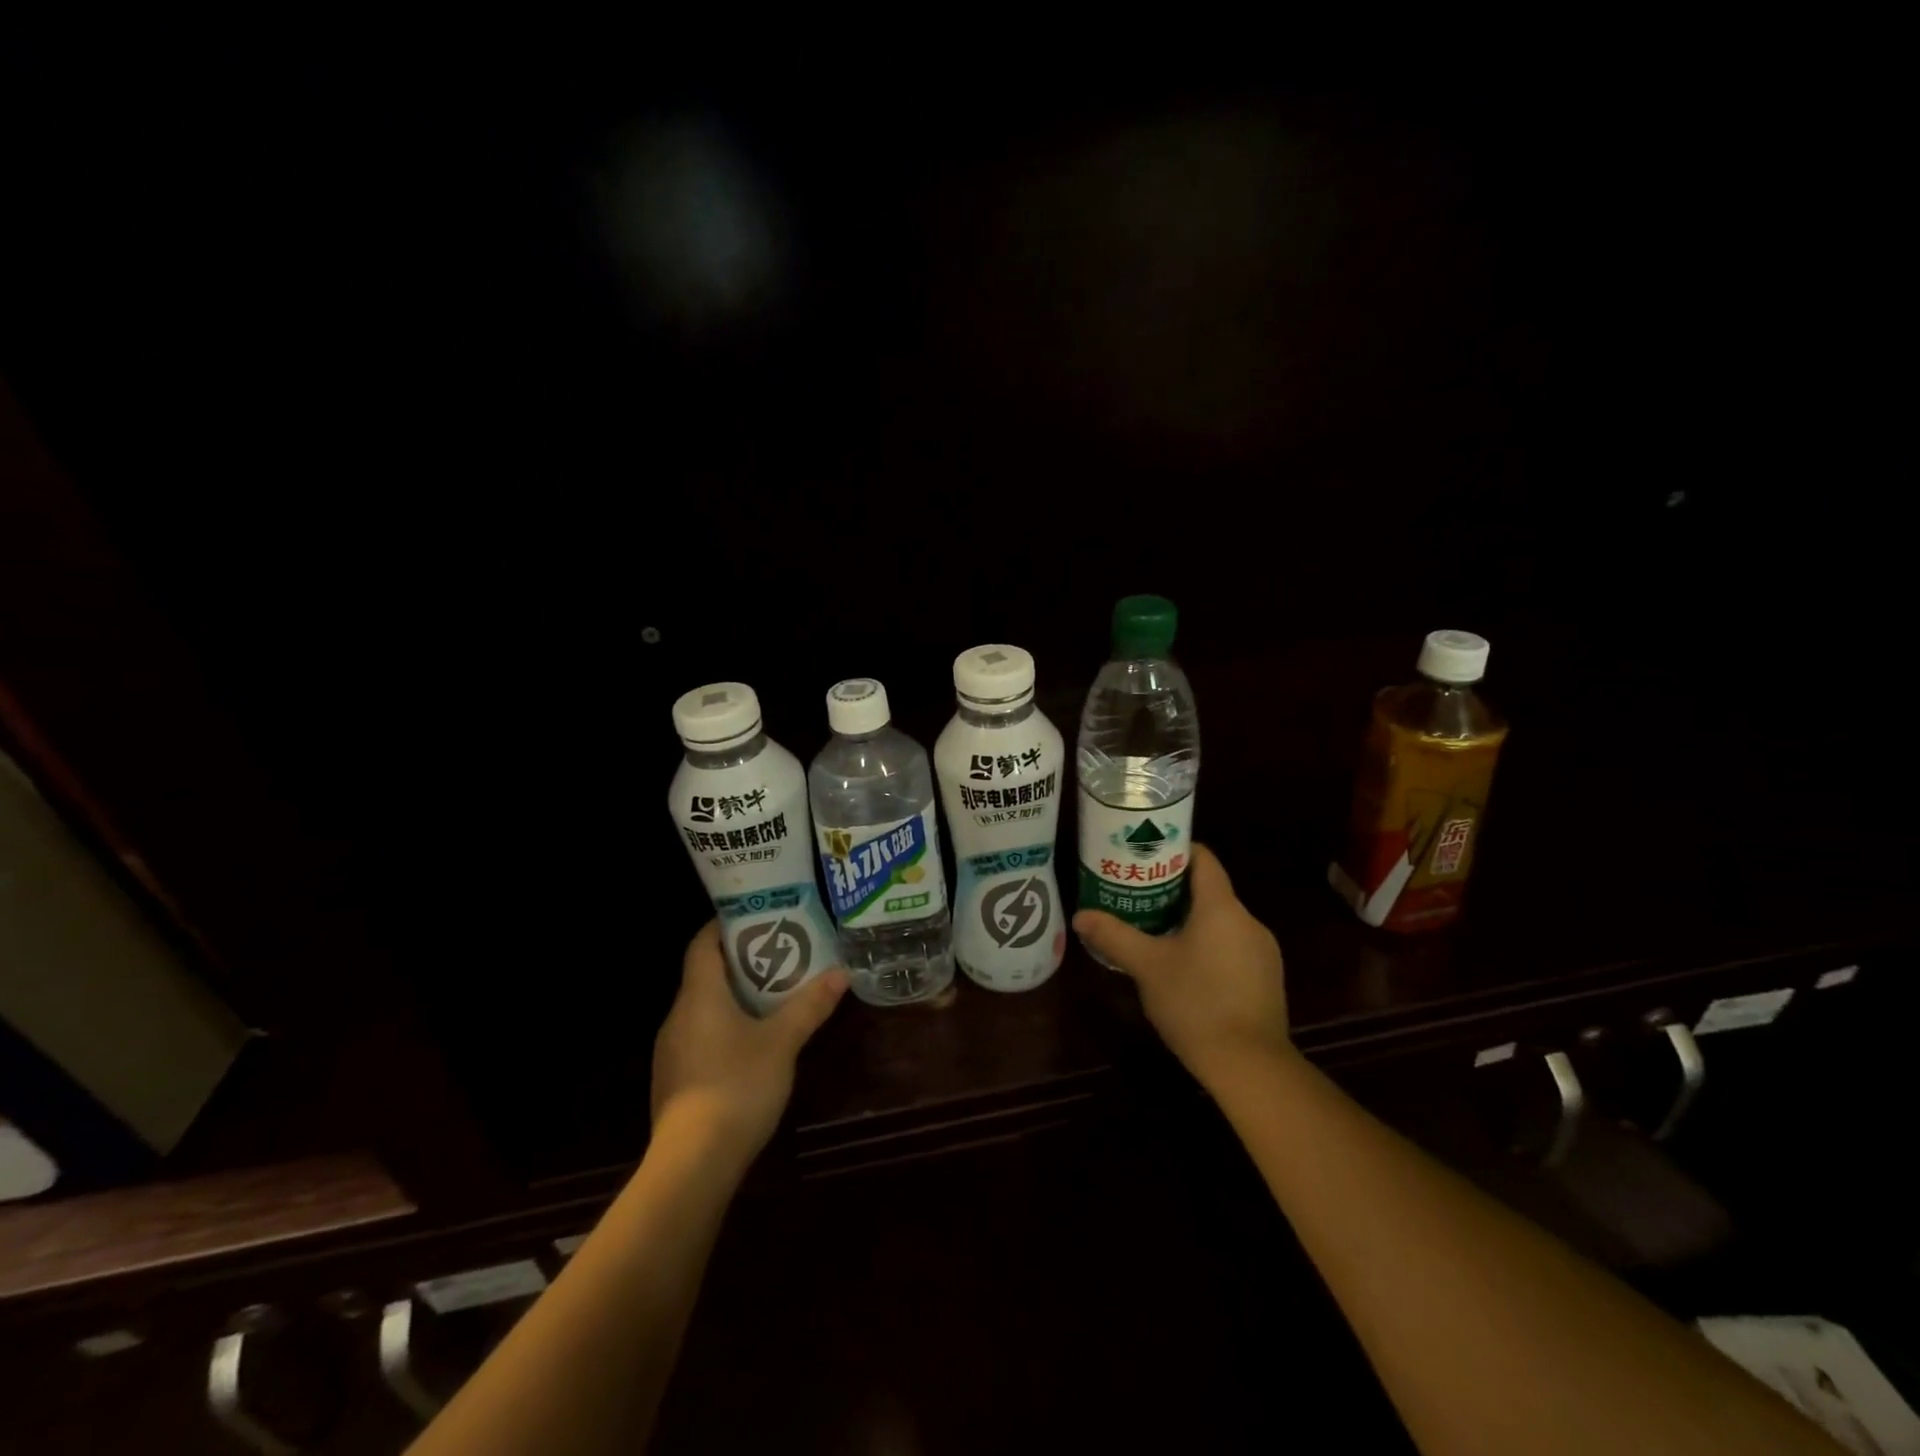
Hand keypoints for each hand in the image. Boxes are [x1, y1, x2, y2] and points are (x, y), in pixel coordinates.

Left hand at [650, 922, 847, 1165]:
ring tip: (774, 997)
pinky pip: (701, 1037)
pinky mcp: (675, 1081)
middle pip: (705, 975)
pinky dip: (725, 1028)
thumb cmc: (737, 1086)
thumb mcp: (782, 1043)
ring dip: (735, 998)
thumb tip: (841, 973)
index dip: (725, 926)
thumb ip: (809, 1006)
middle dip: (741, 963)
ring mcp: (672, 1052)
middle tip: (781, 955)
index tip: (757, 917)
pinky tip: (753, 1045)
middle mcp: (678, 1017)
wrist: (692, 1164)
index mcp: (699, 996)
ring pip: (703, 1009)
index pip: (702, 944)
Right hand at [1072, 844, 1292, 1090]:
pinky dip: (1210, 946)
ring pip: (1222, 921)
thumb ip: (1114, 936)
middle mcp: (1248, 920)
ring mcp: (1263, 950)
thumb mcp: (1146, 967)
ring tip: (1157, 934)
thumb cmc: (1195, 1003)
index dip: (1174, 851)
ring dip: (1192, 921)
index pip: (1202, 858)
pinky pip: (1234, 947)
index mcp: (1221, 907)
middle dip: (1174, 891)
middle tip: (1138, 898)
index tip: (1145, 857)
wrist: (1251, 1065)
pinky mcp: (1267, 978)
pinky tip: (1187, 970)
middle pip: (1210, 890)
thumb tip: (1080, 915)